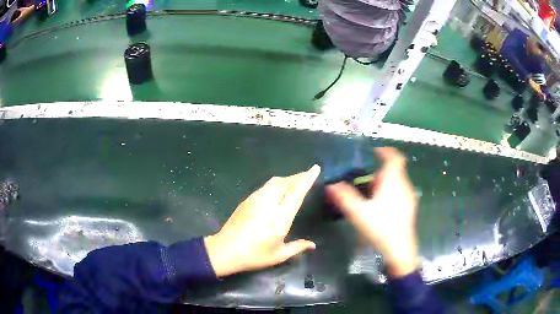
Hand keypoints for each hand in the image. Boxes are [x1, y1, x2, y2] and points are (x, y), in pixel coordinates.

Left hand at [204, 165, 320, 276]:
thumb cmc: (254, 255)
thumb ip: (297, 247)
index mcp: (279, 218)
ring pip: (274, 182)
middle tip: (308, 175)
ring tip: (295, 181)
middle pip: (285, 182)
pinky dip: (276, 183)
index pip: (296, 192)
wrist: (224, 250)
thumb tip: (312, 245)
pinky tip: (277, 189)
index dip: (307, 179)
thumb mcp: (278, 255)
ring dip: (287, 179)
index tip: (315, 169)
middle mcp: (268, 204)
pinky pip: (265, 186)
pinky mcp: (247, 200)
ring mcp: (255, 200)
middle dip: (298, 176)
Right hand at [325, 148, 418, 277]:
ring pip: (397, 182)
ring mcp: (408, 197)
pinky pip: (399, 192)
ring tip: (370, 196)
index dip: (386, 151)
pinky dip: (390, 193)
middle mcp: (404, 185)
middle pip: (394, 171)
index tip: (375, 151)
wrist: (400, 249)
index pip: (394, 157)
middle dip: (379, 173)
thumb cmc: (381, 227)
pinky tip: (380, 208)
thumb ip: (344, 197)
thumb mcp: (359, 213)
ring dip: (384, 184)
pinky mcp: (409, 207)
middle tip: (365, 182)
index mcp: (393, 181)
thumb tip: (330, 185)